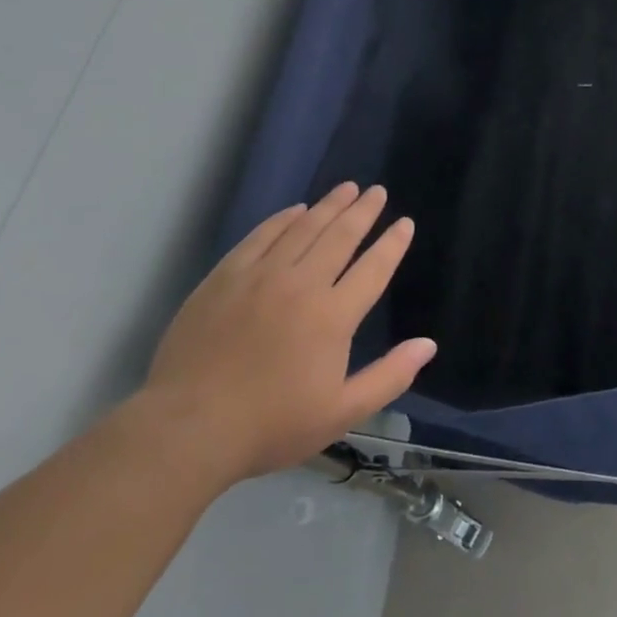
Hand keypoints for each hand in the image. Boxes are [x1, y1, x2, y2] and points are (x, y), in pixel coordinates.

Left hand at [138, 182, 435, 494]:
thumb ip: (390, 376)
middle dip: (363, 211)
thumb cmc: (271, 425)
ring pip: (303, 228)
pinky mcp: (226, 276)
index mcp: (334, 316)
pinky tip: (296, 210)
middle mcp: (302, 284)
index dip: (392, 243)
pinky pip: (262, 236)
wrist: (188, 427)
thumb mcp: (341, 413)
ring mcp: (261, 276)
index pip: (373, 268)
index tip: (404, 223)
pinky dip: (283, 218)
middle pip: (340, 236)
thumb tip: (428, 344)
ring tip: (347, 188)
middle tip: (377, 191)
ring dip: (329, 206)